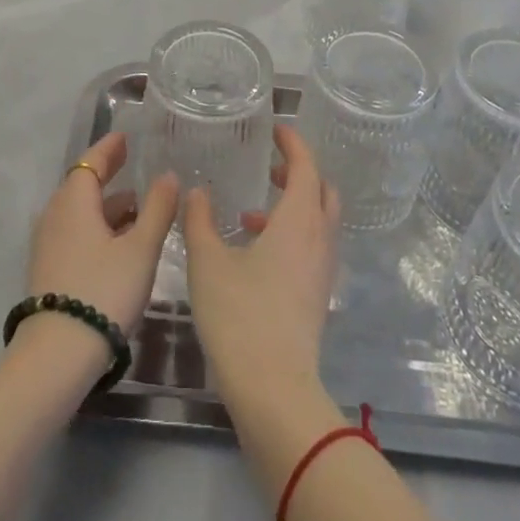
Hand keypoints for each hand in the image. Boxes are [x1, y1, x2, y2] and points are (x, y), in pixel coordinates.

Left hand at [27, 131, 178, 337]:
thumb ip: (157, 209)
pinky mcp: (48, 271)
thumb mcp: (140, 249)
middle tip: (131, 163)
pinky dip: (97, 227)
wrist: (56, 356)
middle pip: (83, 185)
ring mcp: (48, 244)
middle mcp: (56, 215)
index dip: (109, 148)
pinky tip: (118, 243)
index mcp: (74, 201)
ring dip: (106, 205)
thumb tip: (168, 175)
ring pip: (80, 212)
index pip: (91, 161)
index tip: (124, 138)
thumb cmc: (103, 291)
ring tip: (136, 207)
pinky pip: (75, 233)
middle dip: (108, 174)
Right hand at [182, 124, 341, 403]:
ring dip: (293, 207)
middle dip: (299, 173)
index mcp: (299, 219)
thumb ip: (199, 220)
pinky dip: (292, 235)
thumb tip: (196, 191)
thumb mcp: (208, 262)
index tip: (276, 130)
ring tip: (250, 215)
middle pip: (322, 191)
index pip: (306, 165)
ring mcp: (323, 270)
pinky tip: (255, 253)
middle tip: (270, 169)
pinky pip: (313, 247)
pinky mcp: (318, 296)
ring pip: (319, 221)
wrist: (274, 391)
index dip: (293, 143)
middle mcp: (319, 238)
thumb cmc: (240, 315)